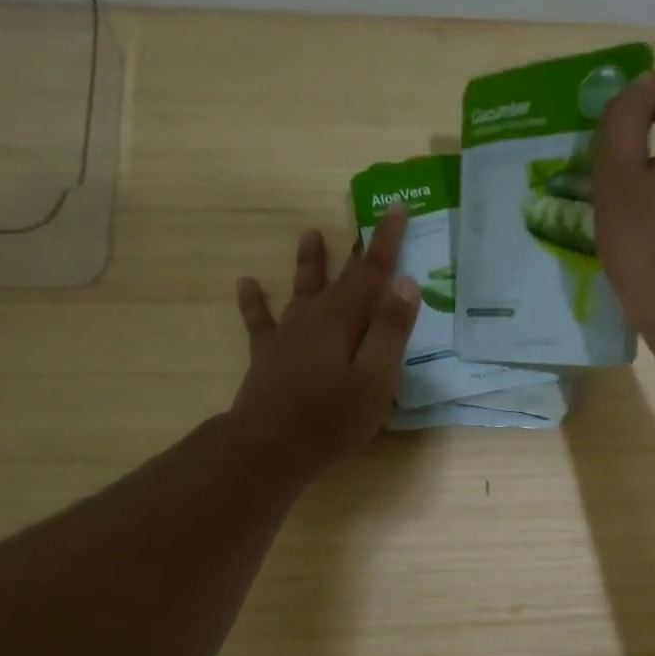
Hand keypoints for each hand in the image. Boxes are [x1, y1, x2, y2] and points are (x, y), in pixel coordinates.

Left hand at [228, 208, 419, 484]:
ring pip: (301, 290)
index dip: (386, 241)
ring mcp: (287, 336)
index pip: (372, 272)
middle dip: (357, 249)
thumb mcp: (375, 379)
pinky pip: (260, 321)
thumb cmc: (331, 418)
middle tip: (363, 218)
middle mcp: (314, 318)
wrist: (269, 447)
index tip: (396, 208)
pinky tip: (247, 283)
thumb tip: (407, 282)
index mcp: (344, 320)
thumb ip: (390, 331)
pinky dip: (254, 302)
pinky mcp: (267, 356)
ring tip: (310, 234)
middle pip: (340, 277)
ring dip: (308, 263)